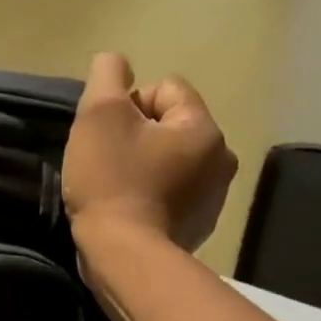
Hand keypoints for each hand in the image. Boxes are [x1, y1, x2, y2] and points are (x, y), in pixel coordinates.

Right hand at [61, 52, 235, 251]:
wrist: (124, 257)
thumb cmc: (112, 180)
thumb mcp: (99, 115)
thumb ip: (107, 76)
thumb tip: (115, 63)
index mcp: (204, 128)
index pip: (165, 89)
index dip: (128, 103)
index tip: (108, 133)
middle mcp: (221, 159)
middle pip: (168, 124)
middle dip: (135, 134)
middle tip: (106, 158)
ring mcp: (213, 197)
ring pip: (168, 158)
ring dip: (141, 163)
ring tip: (114, 185)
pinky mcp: (198, 226)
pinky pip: (170, 191)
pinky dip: (149, 193)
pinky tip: (127, 208)